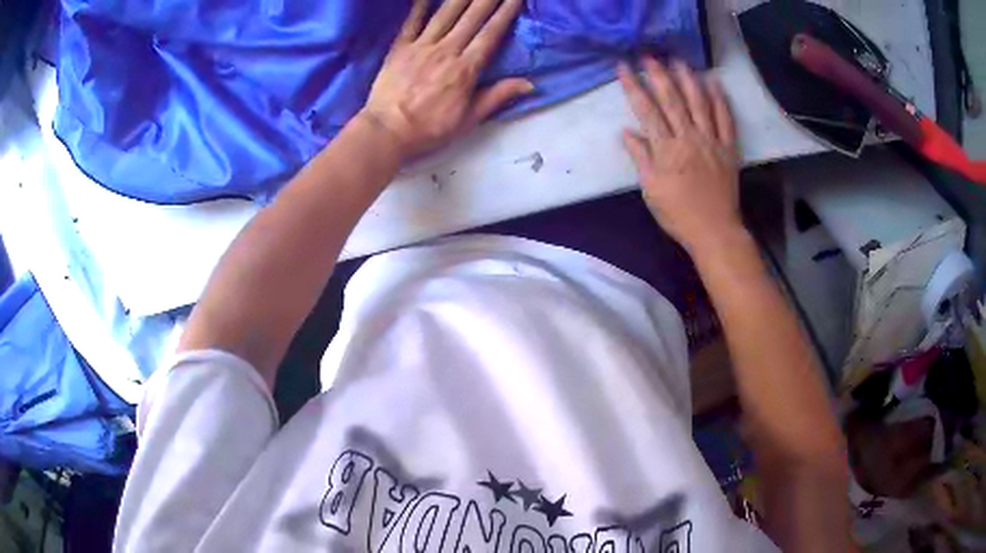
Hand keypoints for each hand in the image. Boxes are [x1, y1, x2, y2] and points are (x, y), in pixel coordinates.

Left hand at [361, 0, 533, 158]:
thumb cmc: (429, 129)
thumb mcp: (469, 119)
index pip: (491, 34)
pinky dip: (419, 6)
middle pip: (472, 18)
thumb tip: (530, 84)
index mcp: (466, 69)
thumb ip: (497, 96)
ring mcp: (421, 47)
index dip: (505, 13)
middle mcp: (446, 51)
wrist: (387, 132)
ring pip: (445, 15)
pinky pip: (412, 22)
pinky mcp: (399, 48)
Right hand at [618, 57, 742, 256]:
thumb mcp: (651, 189)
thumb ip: (640, 158)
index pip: (646, 110)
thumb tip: (626, 132)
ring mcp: (711, 141)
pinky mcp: (728, 149)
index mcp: (666, 149)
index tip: (624, 67)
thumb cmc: (678, 214)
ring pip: (699, 103)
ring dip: (688, 79)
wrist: (714, 231)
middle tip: (649, 55)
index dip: (634, 86)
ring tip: (679, 61)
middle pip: (672, 100)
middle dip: (658, 75)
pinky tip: (714, 83)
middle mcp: (688, 138)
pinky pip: (726, 120)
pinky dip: (720, 100)